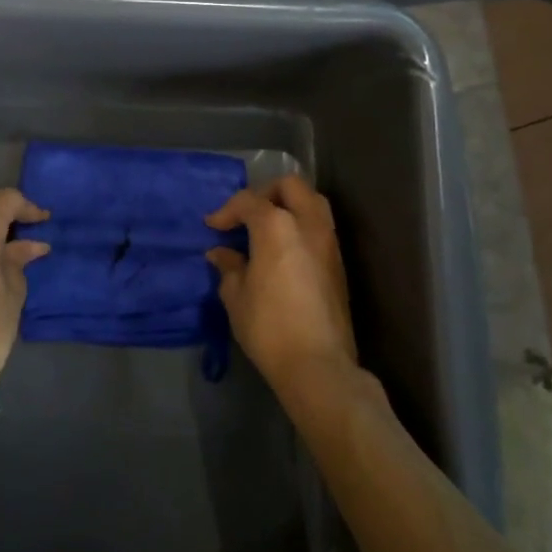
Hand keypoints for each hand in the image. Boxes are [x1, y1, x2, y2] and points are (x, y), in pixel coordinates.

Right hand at [206, 177, 357, 404]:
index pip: (249, 201)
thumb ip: (229, 267)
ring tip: (266, 228)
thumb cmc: (269, 327)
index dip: (226, 211)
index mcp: (277, 226)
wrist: (318, 365)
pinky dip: (301, 226)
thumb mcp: (236, 297)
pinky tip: (283, 250)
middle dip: (265, 193)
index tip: (213, 227)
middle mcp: (308, 224)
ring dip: (289, 206)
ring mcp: (329, 242)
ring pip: (313, 202)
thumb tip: (221, 254)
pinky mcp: (339, 263)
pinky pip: (320, 227)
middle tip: (246, 215)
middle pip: (290, 186)